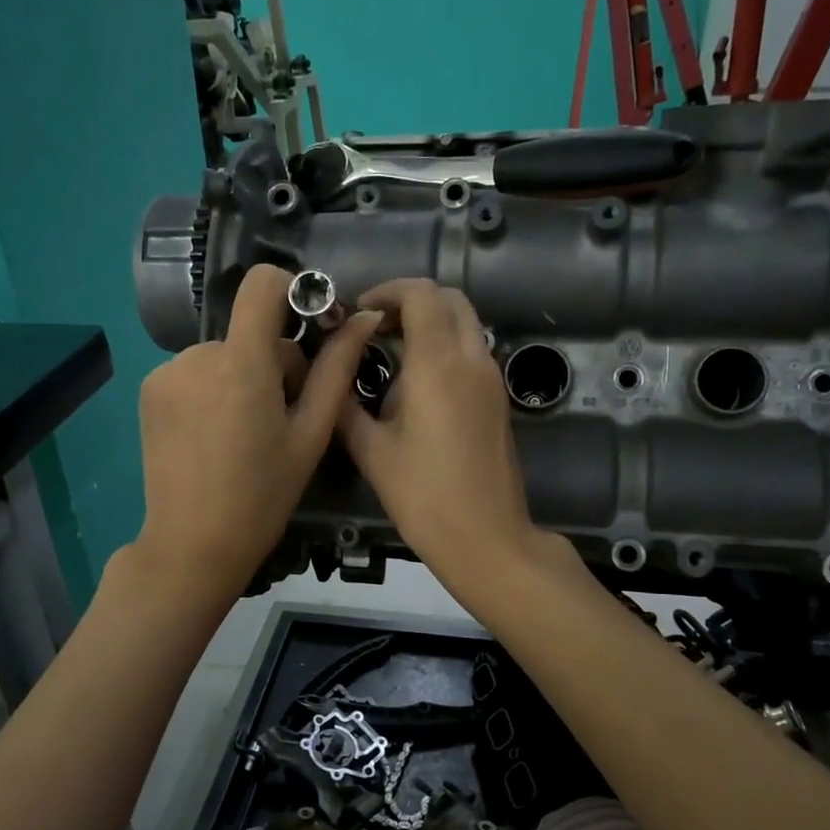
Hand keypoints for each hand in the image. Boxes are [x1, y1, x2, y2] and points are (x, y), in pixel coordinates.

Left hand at [132, 264, 379, 601]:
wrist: (193, 544)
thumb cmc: (263, 496)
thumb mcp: (311, 435)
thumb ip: (336, 370)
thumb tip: (364, 318)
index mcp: (242, 364)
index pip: (262, 283)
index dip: (292, 291)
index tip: (309, 328)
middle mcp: (197, 355)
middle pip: (250, 332)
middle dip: (275, 362)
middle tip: (283, 417)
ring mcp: (166, 372)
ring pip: (223, 355)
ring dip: (242, 378)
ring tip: (246, 432)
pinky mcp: (150, 391)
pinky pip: (194, 372)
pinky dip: (212, 391)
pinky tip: (215, 435)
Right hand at [337, 279, 567, 601]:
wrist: (487, 538)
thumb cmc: (424, 496)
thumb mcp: (372, 451)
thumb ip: (347, 406)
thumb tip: (331, 379)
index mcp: (439, 363)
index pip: (420, 294)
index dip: (387, 292)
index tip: (359, 313)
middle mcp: (473, 359)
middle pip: (450, 299)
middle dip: (411, 301)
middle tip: (374, 327)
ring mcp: (492, 379)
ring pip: (466, 324)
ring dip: (430, 323)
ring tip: (391, 352)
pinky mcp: (499, 400)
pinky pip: (473, 351)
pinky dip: (446, 346)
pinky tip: (416, 383)